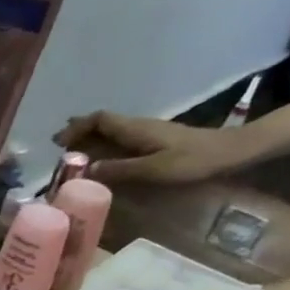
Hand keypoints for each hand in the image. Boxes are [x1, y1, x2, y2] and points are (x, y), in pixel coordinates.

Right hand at [55, 111, 253, 184]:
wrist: (230, 153)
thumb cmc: (193, 161)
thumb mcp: (155, 169)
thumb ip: (121, 170)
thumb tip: (88, 170)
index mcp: (136, 129)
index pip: (101, 119)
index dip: (78, 127)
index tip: (59, 142)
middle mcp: (139, 127)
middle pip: (103, 124)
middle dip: (79, 132)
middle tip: (58, 147)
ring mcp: (147, 134)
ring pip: (110, 132)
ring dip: (89, 140)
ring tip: (71, 153)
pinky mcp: (153, 143)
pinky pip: (120, 141)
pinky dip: (103, 146)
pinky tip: (99, 159)